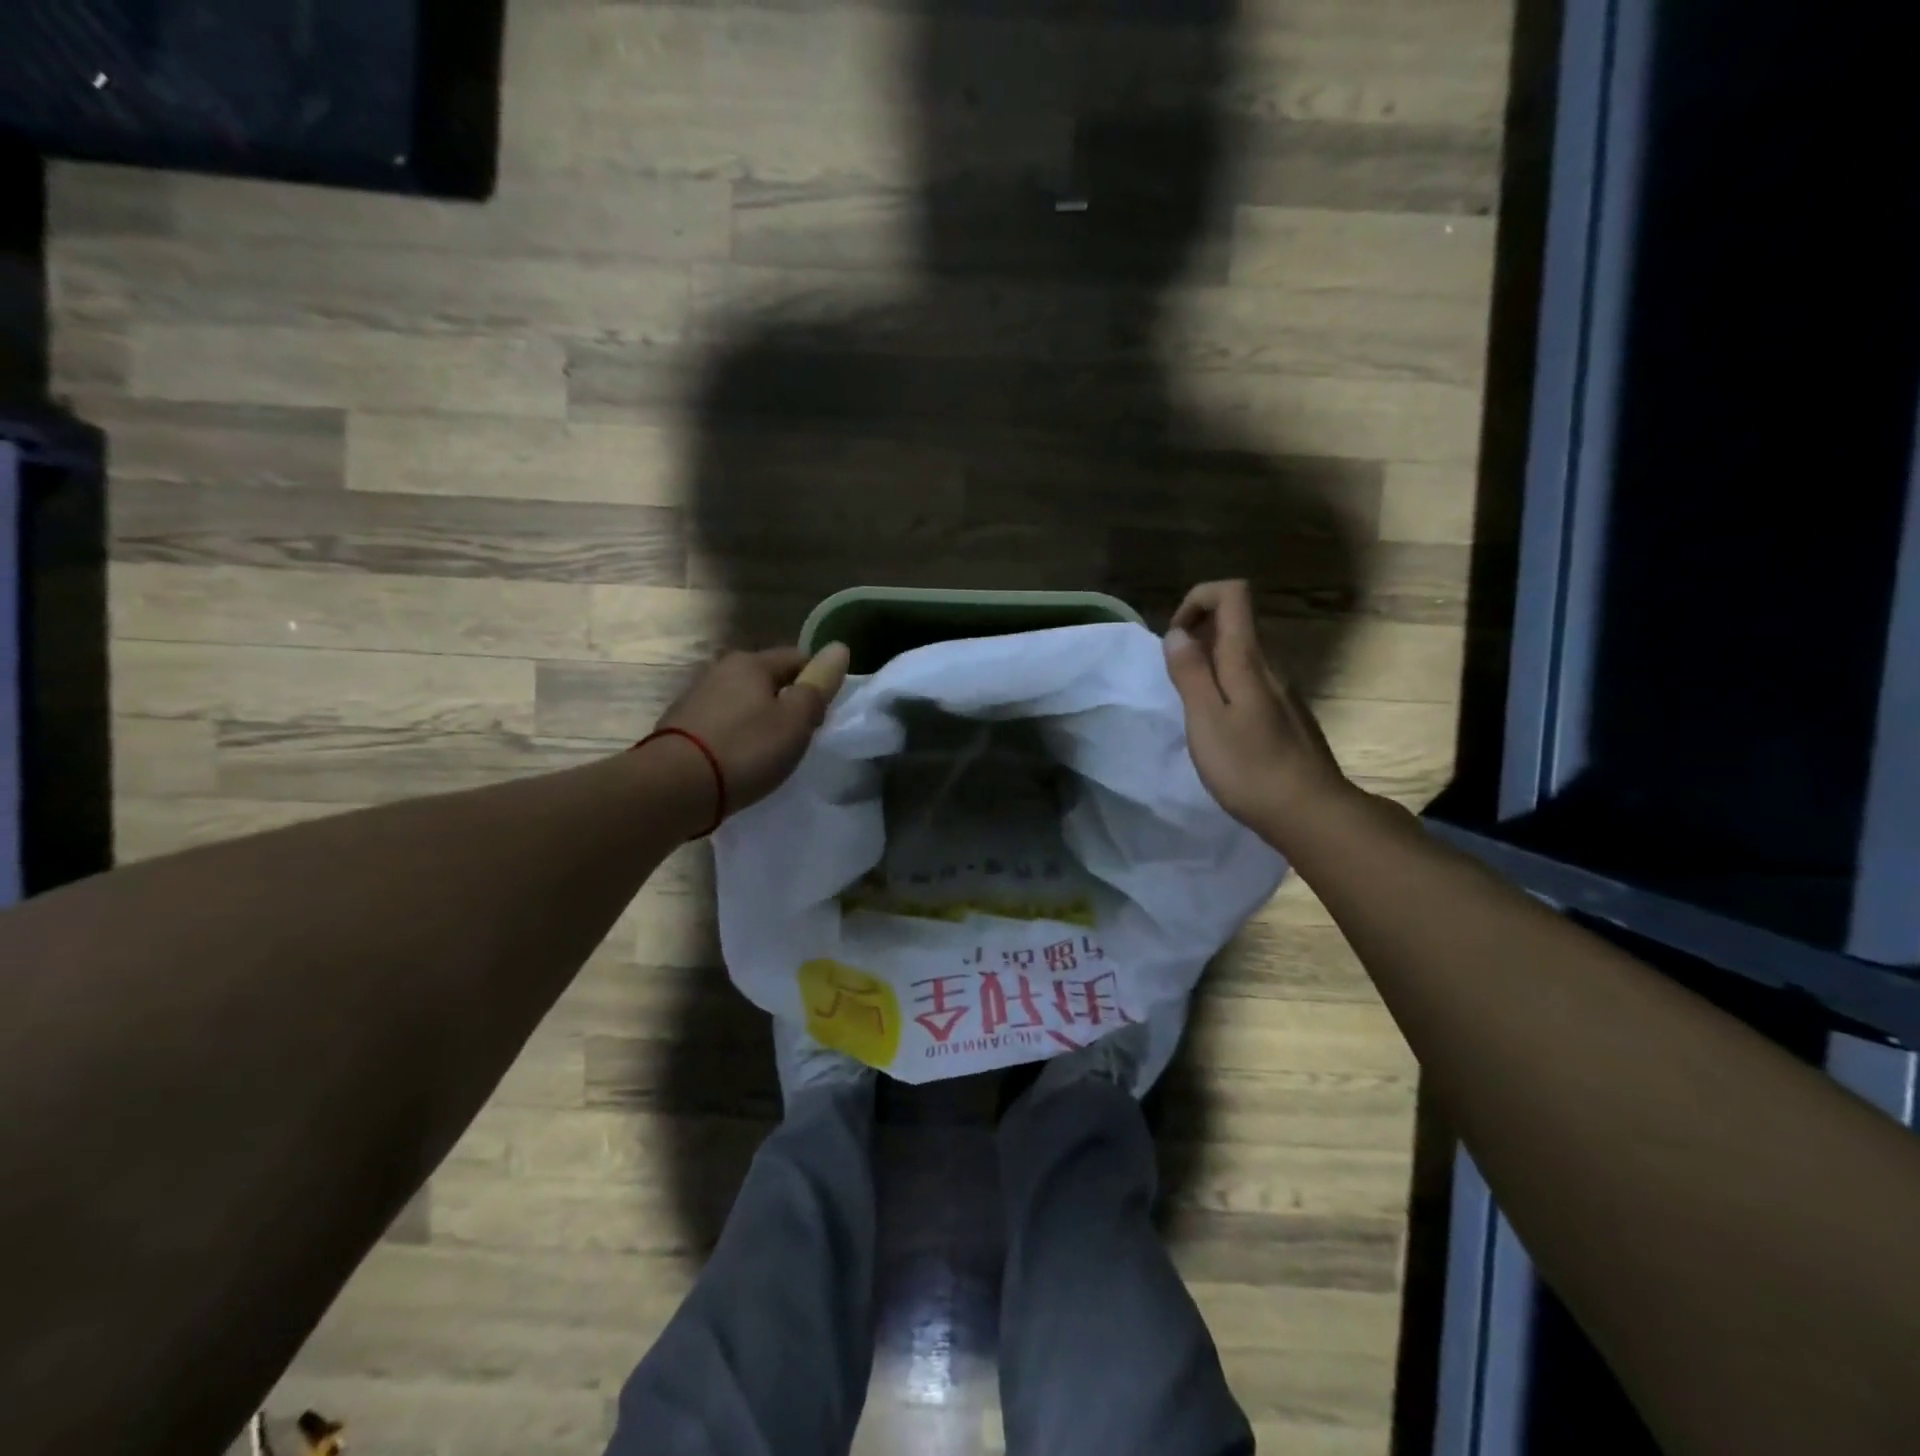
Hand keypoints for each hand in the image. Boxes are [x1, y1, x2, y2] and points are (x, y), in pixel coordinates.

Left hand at [652, 643, 851, 819]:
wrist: (674, 788)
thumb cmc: (745, 749)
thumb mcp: (795, 718)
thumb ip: (819, 683)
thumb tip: (839, 647)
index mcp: (750, 662)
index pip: (798, 658)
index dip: (818, 683)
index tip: (823, 715)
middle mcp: (720, 669)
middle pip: (768, 679)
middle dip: (788, 701)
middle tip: (800, 737)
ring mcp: (695, 697)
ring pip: (744, 701)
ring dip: (760, 719)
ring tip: (770, 752)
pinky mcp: (680, 726)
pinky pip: (723, 722)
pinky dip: (737, 735)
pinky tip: (740, 759)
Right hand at [1162, 580, 1353, 837]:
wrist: (1311, 813)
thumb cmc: (1250, 768)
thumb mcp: (1206, 720)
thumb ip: (1190, 673)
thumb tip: (1177, 633)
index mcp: (1248, 660)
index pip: (1232, 594)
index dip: (1198, 599)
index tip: (1176, 637)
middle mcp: (1271, 666)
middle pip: (1235, 623)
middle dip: (1197, 637)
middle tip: (1176, 682)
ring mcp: (1283, 691)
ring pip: (1242, 656)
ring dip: (1209, 667)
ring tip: (1193, 711)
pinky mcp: (1287, 716)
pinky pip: (1251, 683)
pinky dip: (1226, 690)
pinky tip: (1221, 732)